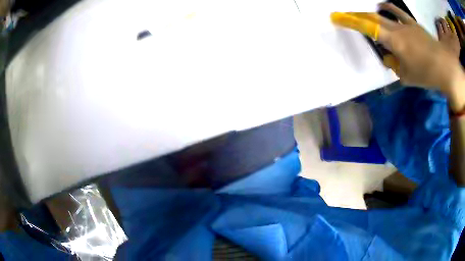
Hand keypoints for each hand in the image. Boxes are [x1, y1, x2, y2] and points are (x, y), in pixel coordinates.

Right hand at [331, 3, 463, 100]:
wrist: (445, 67)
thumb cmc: (426, 74)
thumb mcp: (407, 76)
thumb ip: (395, 67)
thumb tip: (389, 59)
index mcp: (394, 41)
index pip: (368, 28)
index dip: (351, 22)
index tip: (337, 17)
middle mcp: (397, 28)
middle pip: (374, 18)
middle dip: (358, 16)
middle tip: (347, 15)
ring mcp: (406, 25)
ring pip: (385, 14)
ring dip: (373, 13)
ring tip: (366, 14)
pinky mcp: (414, 25)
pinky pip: (399, 13)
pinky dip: (390, 8)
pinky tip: (384, 6)